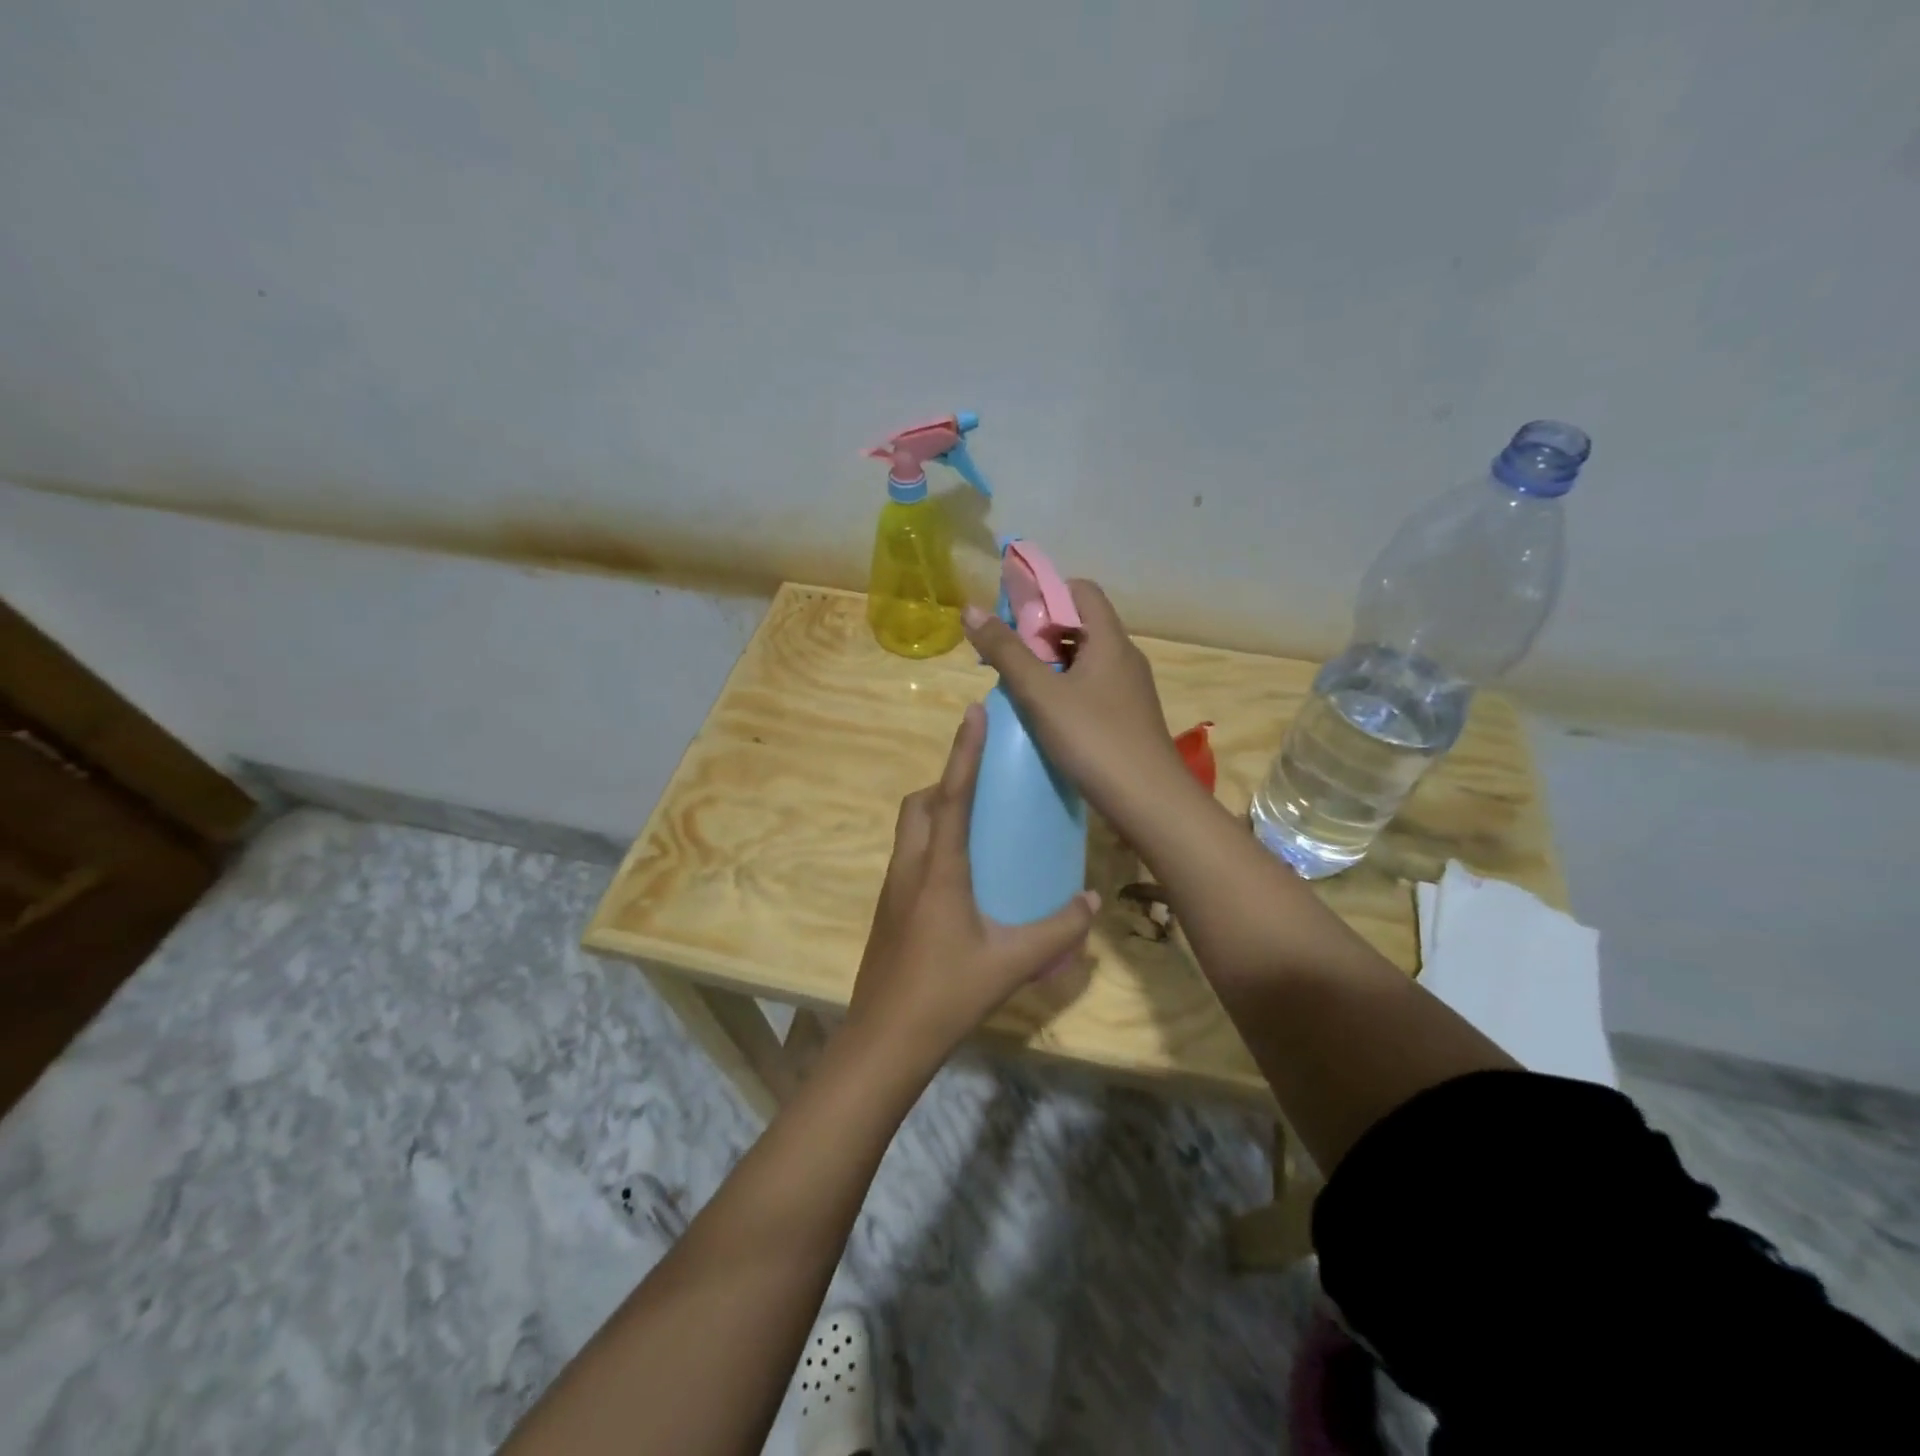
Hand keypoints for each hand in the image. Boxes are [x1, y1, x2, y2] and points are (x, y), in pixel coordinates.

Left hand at [846, 702, 1098, 1070]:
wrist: (884, 1039)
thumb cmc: (947, 994)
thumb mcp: (1011, 962)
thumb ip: (1057, 929)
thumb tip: (1091, 900)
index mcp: (939, 869)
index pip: (953, 794)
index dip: (964, 750)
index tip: (973, 711)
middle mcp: (910, 867)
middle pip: (920, 804)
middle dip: (947, 781)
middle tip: (984, 786)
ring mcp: (893, 888)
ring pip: (910, 829)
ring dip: (937, 812)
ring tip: (977, 825)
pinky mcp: (888, 909)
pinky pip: (909, 856)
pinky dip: (931, 843)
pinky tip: (962, 876)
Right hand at [962, 581, 1190, 819]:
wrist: (1149, 802)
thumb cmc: (1094, 740)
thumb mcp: (1041, 694)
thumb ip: (1006, 651)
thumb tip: (971, 609)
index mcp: (1110, 640)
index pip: (1081, 590)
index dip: (1046, 594)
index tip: (1013, 618)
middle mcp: (1124, 657)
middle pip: (1081, 625)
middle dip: (1040, 634)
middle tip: (1006, 656)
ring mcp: (1129, 690)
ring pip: (1084, 660)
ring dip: (1050, 665)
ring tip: (1017, 687)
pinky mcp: (1127, 717)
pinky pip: (1091, 688)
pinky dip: (1064, 690)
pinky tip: (1044, 716)